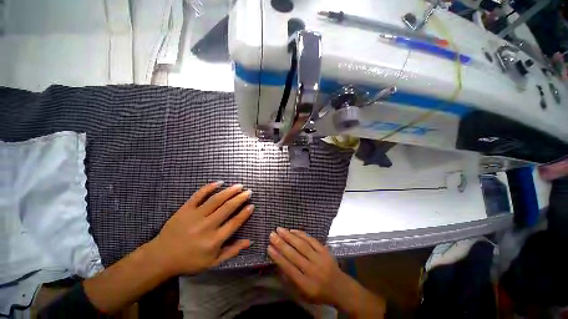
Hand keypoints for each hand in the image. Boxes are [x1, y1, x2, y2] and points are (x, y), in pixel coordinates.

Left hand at [151, 181, 253, 275]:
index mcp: (214, 240)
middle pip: (228, 208)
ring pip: (216, 199)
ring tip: (239, 185)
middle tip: (249, 191)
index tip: (252, 205)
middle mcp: (207, 226)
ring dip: (230, 191)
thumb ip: (232, 251)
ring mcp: (195, 216)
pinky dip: (209, 187)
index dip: (245, 213)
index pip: (235, 222)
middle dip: (241, 198)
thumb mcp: (213, 262)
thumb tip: (249, 242)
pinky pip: (198, 195)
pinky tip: (219, 182)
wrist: (161, 257)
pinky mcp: (185, 209)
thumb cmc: (189, 261)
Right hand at [268, 228, 386, 317]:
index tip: (269, 247)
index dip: (278, 257)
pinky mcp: (325, 250)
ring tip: (279, 229)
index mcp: (306, 285)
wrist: (340, 288)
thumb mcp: (303, 294)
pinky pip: (311, 240)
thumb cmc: (319, 293)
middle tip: (272, 235)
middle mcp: (313, 270)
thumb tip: (279, 263)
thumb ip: (290, 280)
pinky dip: (301, 234)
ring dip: (289, 236)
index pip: (289, 268)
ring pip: (302, 245)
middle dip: (281, 243)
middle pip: (294, 255)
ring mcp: (320, 259)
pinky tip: (293, 230)